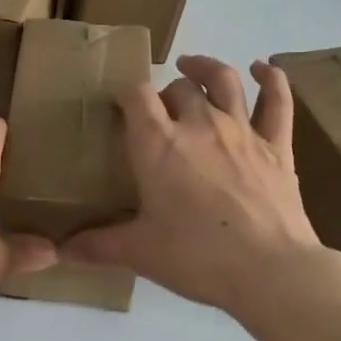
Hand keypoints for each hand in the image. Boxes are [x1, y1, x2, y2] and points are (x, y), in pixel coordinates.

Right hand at [64, 56, 340, 315]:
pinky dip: (271, 79)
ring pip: (223, 80)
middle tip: (161, 115)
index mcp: (158, 143)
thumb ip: (98, 245)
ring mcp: (241, 130)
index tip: (121, 106)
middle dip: (166, 94)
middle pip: (179, 87)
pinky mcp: (277, 145)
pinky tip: (263, 69)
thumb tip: (62, 250)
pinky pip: (277, 101)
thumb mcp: (139, 252)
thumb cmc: (197, 257)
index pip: (136, 95)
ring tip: (192, 67)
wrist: (270, 272)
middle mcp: (198, 124)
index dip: (127, 94)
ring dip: (205, 68)